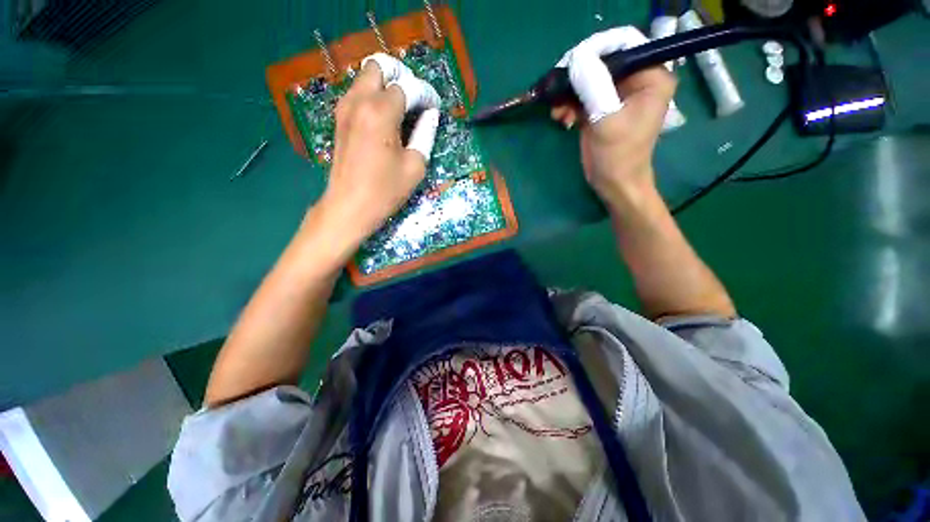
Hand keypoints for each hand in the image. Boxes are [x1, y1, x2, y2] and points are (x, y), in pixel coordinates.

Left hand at [320, 53, 440, 248]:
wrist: (349, 206)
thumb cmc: (385, 190)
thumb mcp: (415, 166)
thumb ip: (425, 134)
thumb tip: (430, 115)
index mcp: (380, 112)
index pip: (408, 87)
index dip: (425, 94)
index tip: (434, 107)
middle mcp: (359, 101)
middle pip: (379, 67)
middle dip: (401, 77)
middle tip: (414, 100)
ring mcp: (345, 107)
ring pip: (365, 77)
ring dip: (385, 85)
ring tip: (401, 109)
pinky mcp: (339, 118)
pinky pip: (357, 93)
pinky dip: (372, 95)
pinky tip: (384, 117)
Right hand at [551, 27, 677, 213]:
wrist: (614, 185)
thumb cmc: (618, 157)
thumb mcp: (607, 121)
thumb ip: (594, 87)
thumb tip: (576, 58)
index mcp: (651, 77)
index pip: (623, 45)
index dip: (595, 50)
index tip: (569, 65)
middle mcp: (638, 80)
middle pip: (603, 62)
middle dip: (577, 77)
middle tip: (557, 91)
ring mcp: (619, 95)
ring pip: (589, 79)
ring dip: (569, 94)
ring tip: (557, 112)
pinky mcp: (604, 108)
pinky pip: (584, 96)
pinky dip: (570, 105)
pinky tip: (561, 118)